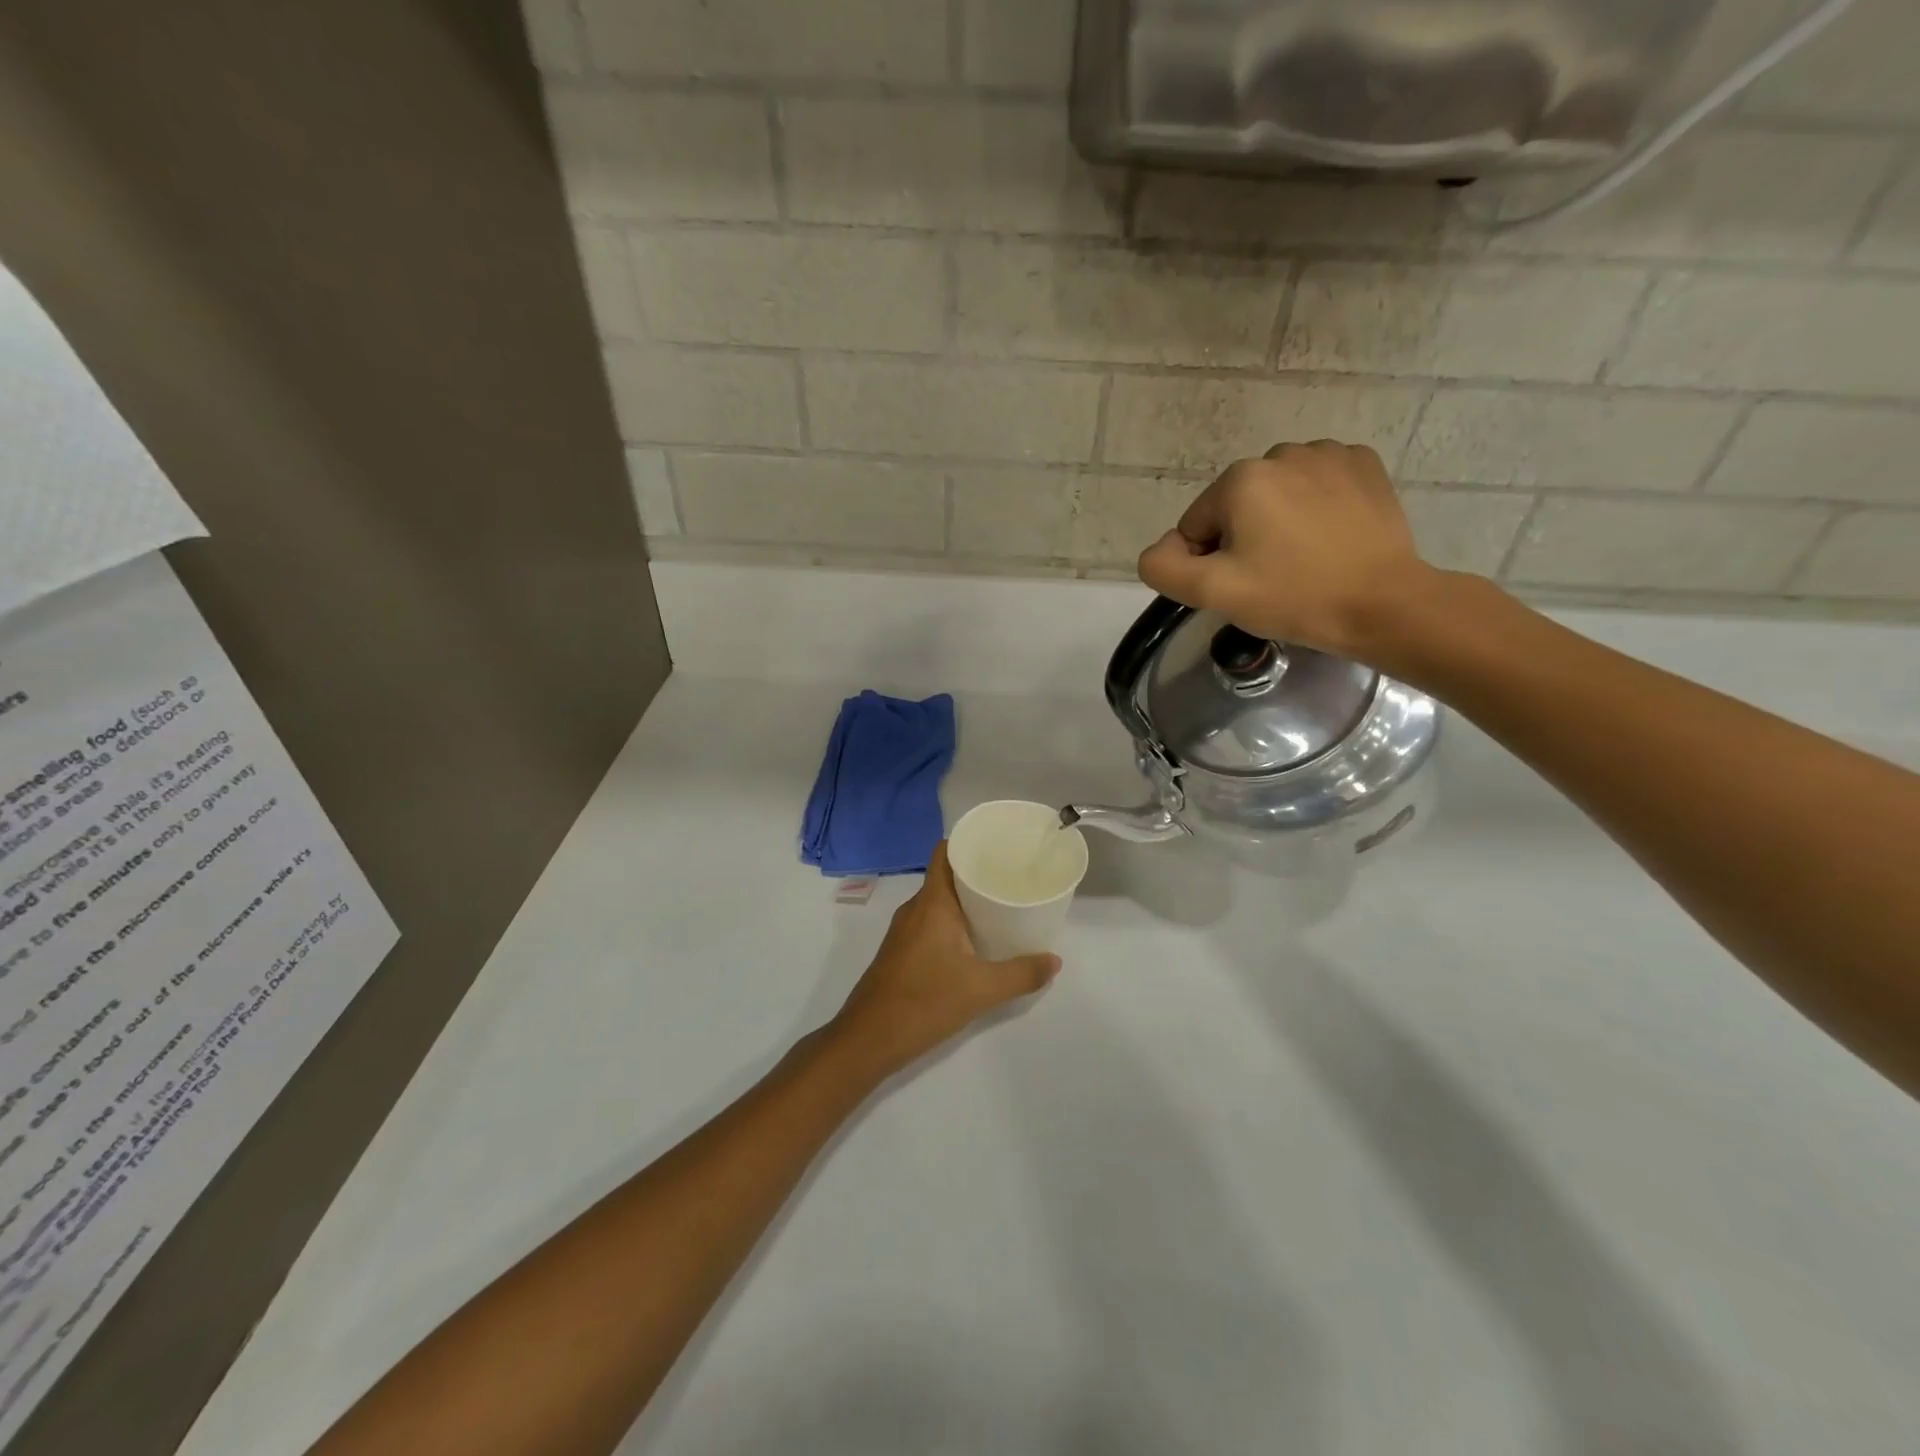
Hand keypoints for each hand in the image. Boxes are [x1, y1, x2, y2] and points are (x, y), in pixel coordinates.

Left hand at [830, 842, 1061, 1077]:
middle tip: (1012, 877)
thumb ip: (1022, 974)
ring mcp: (904, 931)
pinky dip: (952, 922)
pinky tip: (974, 941)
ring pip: (938, 902)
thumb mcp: (982, 989)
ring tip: (1000, 906)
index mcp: (932, 903)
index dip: (968, 842)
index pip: (945, 853)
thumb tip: (1055, 961)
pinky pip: (930, 922)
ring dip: (965, 901)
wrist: (868, 1039)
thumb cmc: (925, 1001)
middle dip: (976, 874)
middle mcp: (915, 909)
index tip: (999, 845)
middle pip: (946, 876)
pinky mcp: (900, 951)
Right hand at [1137, 441, 1434, 658]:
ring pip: (1277, 493)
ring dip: (1279, 521)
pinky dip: (1316, 506)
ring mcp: (1328, 454)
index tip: (1242, 585)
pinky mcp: (1364, 464)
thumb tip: (1163, 548)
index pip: (1196, 525)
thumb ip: (1164, 568)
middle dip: (1244, 538)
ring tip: (1304, 558)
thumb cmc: (1293, 597)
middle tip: (1272, 577)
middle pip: (1236, 505)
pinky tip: (1330, 537)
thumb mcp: (1213, 593)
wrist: (1383, 604)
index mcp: (1240, 479)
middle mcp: (1281, 453)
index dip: (1209, 561)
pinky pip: (1317, 483)